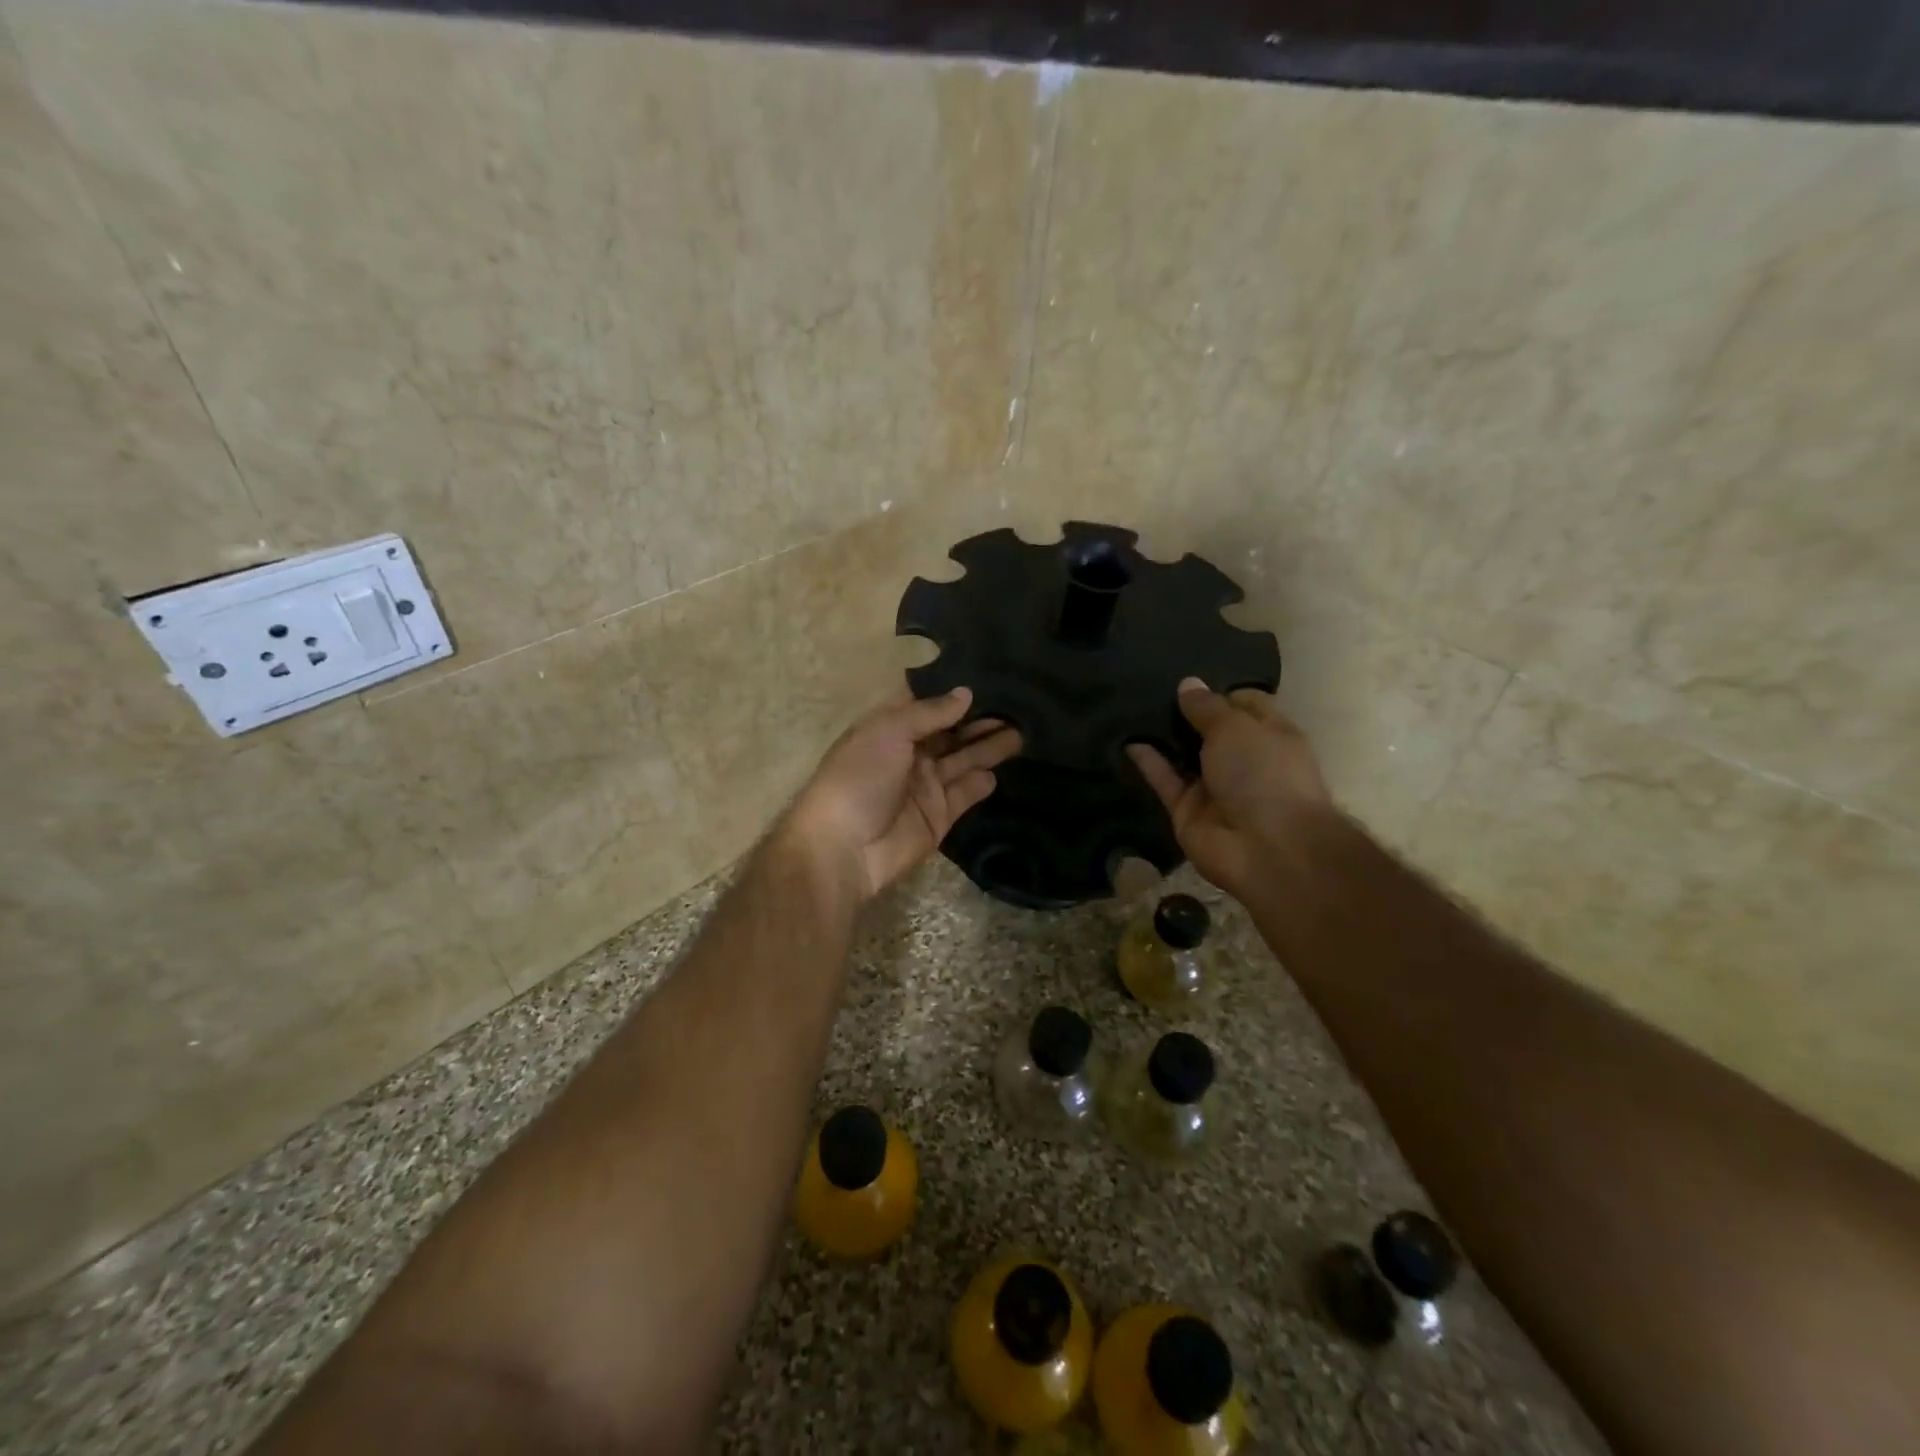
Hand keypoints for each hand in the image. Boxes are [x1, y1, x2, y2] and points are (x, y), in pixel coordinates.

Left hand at [787, 689, 1021, 902]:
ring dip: (989, 746)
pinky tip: (1001, 770)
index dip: (954, 692)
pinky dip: (982, 783)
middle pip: (951, 732)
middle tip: (1019, 706)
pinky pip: (966, 793)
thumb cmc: (860, 777)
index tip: (990, 677)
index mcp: (890, 728)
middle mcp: (910, 753)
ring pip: (964, 760)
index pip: (928, 704)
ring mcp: (926, 786)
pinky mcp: (939, 816)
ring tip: (1023, 731)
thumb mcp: (889, 731)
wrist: (845, 848)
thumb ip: (930, 712)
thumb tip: (966, 693)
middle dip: (980, 720)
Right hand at [1128, 677, 1334, 900]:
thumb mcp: (1236, 727)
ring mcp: (1214, 787)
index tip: (1187, 677)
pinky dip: (1148, 762)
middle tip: (1149, 685)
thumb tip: (1188, 684)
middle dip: (1185, 711)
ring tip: (1131, 707)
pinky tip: (1127, 740)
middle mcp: (1242, 759)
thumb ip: (1207, 707)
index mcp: (1269, 735)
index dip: (1218, 690)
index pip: (1244, 703)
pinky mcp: (1187, 810)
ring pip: (1183, 755)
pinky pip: (1165, 780)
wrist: (1267, 849)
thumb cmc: (1264, 774)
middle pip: (1209, 730)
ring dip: (1163, 736)